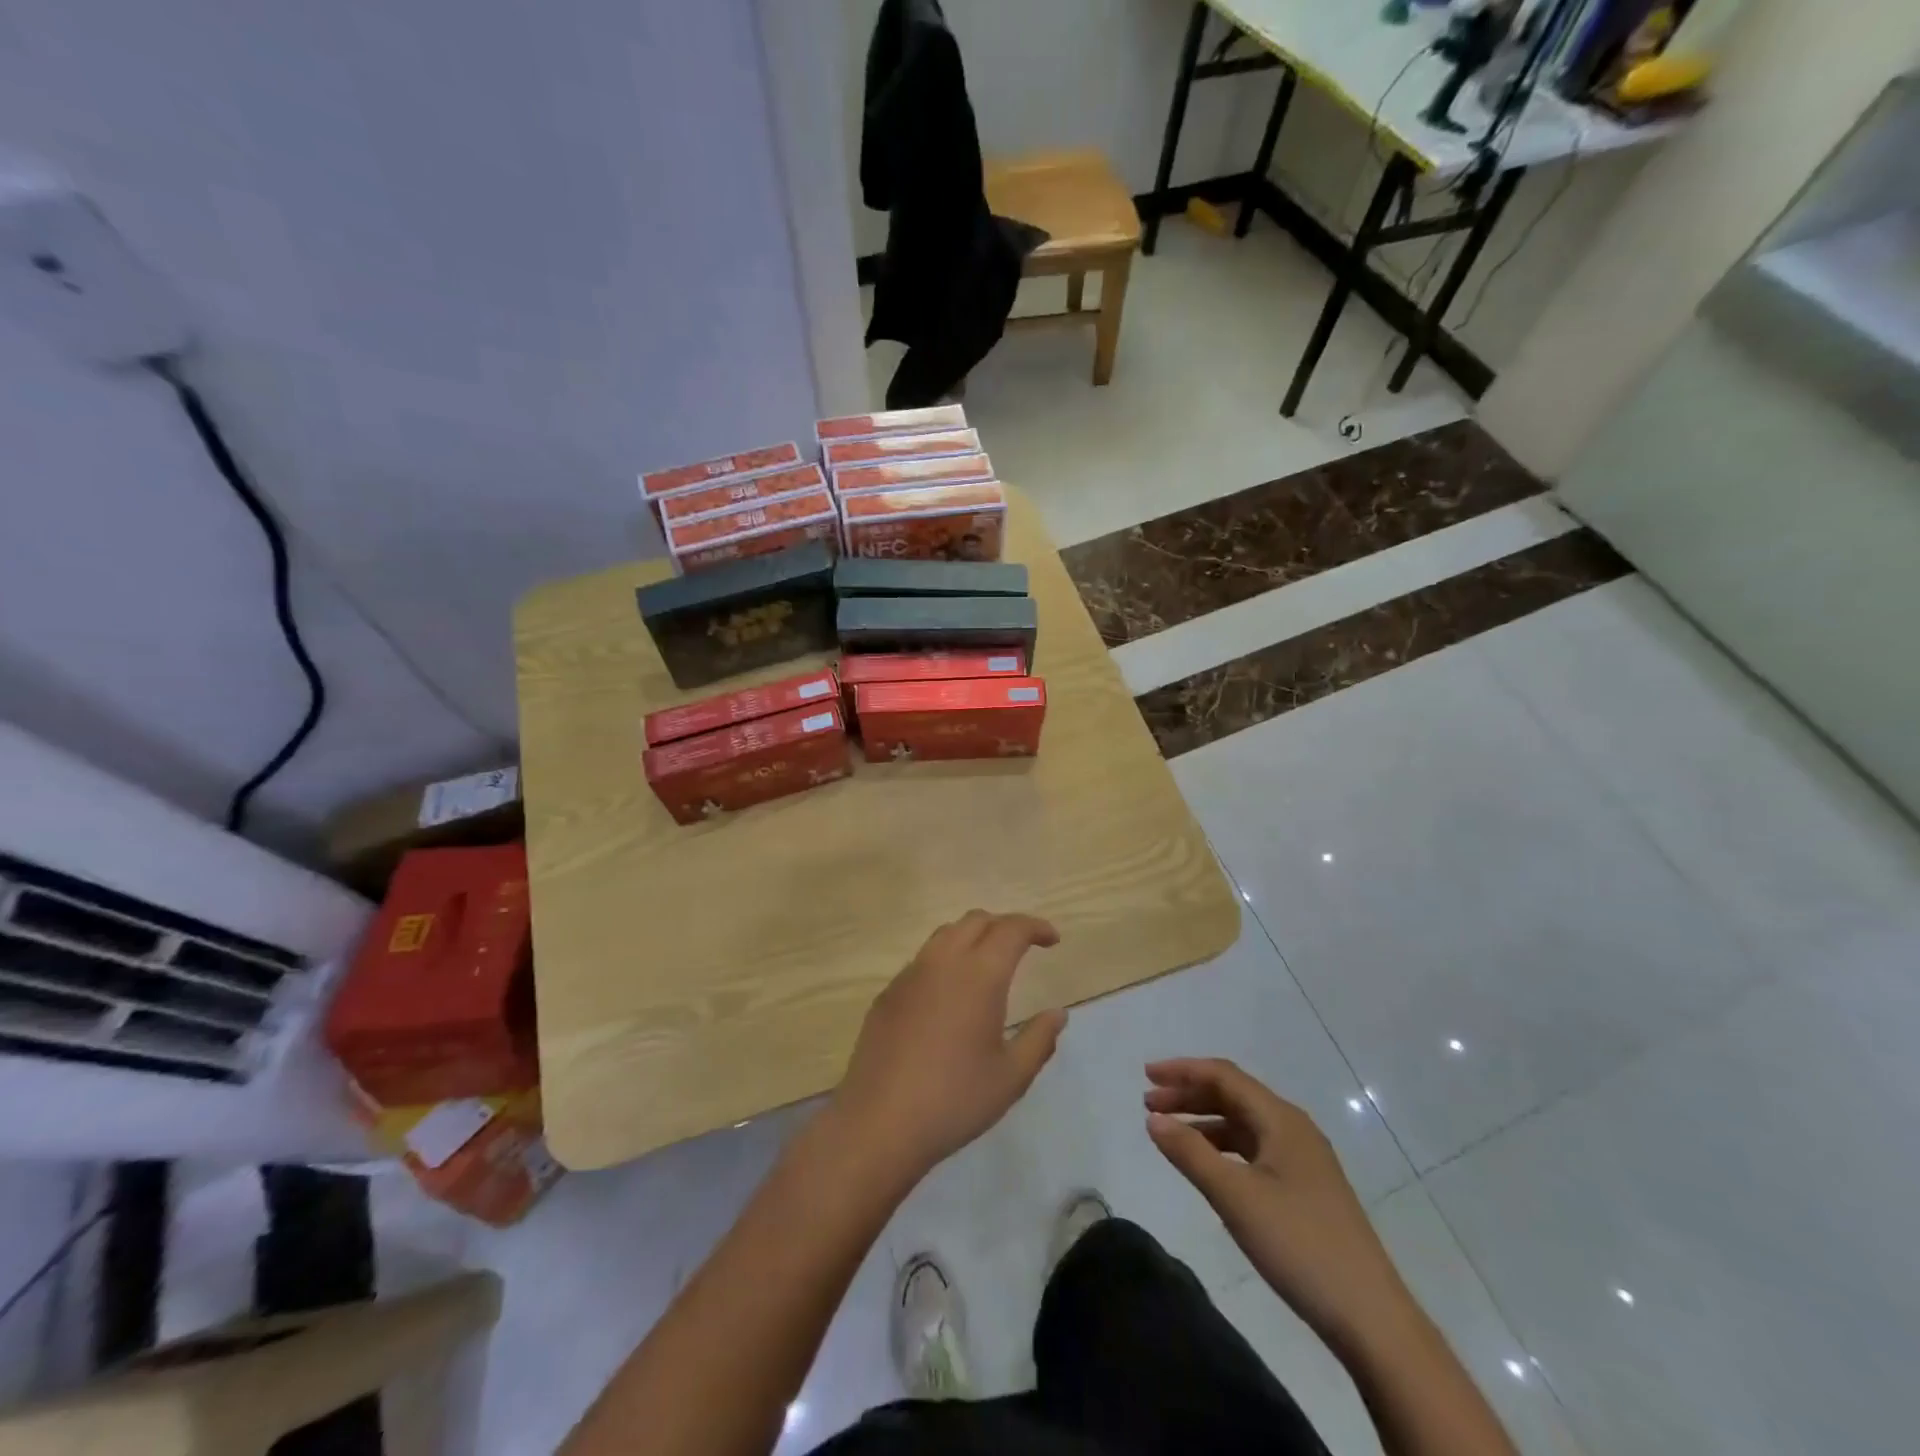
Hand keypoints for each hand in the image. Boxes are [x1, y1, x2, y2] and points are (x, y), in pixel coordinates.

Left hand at [831, 911, 1064, 1181]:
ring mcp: (910, 975)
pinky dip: (945, 961)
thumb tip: (1058, 1014)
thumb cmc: (954, 1100)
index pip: (1011, 929)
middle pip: (976, 920)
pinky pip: (922, 961)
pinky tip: (949, 996)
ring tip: (987, 964)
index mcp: (979, 975)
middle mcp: (943, 962)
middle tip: (1023, 948)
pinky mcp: (887, 994)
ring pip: (945, 935)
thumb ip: (1039, 1039)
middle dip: (1004, 925)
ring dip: (972, 937)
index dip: (1035, 927)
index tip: (1052, 940)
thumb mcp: (1011, 1077)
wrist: (879, 1122)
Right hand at [1145, 1058, 1417, 1358]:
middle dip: (1189, 1094)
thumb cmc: (1299, 1245)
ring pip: (1244, 1123)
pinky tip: (1208, 1166)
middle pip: (1234, 1095)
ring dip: (1204, 1121)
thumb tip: (1153, 1120)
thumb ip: (1190, 1153)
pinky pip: (1255, 1150)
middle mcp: (1294, 1129)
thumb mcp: (1235, 1197)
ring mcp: (1303, 1160)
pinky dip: (1223, 1147)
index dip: (1182, 1070)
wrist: (1372, 1318)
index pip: (1224, 1076)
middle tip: (1148, 1104)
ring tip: (1170, 1133)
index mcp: (1281, 1119)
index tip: (1145, 1075)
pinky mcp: (1306, 1188)